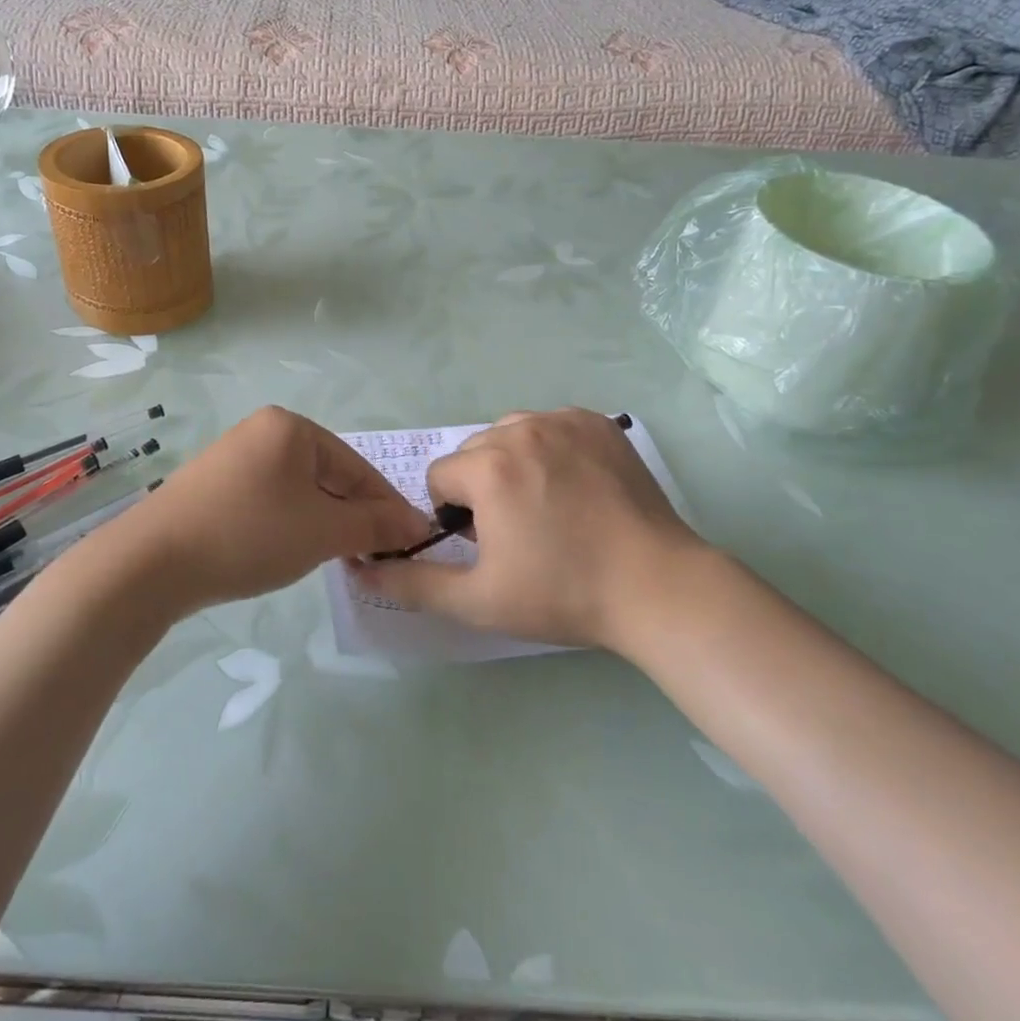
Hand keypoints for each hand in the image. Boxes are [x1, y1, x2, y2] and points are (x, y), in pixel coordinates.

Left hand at [99, 407, 429, 616]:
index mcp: (291, 427)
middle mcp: (263, 431)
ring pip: (300, 491)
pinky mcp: (215, 485)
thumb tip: (418, 525)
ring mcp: (235, 456)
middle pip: (328, 476)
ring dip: (323, 524)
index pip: (357, 466)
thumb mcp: (322, 531)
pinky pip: (270, 500)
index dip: (387, 506)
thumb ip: (375, 525)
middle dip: (353, 517)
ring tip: (336, 558)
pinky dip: (290, 524)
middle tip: (372, 556)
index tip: (412, 542)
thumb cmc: (249, 534)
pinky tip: (290, 551)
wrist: (151, 562)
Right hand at [350, 409, 713, 651]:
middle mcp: (521, 428)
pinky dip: (551, 450)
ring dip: (513, 464)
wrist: (657, 588)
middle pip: (474, 453)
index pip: (440, 477)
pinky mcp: (598, 423)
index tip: (489, 546)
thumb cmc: (563, 593)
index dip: (455, 517)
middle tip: (519, 532)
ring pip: (510, 435)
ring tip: (547, 508)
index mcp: (488, 466)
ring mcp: (565, 420)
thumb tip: (362, 568)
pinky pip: (551, 427)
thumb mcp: (478, 600)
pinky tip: (576, 488)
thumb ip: (413, 582)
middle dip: (481, 488)